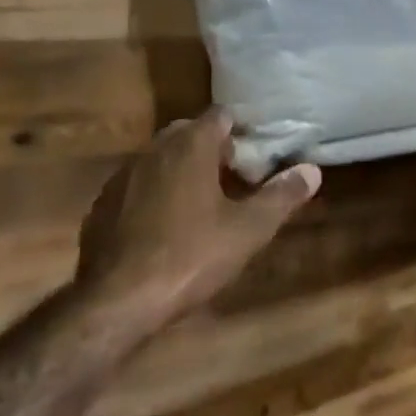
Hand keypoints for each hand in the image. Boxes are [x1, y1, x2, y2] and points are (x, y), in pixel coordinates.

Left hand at [76, 108, 319, 326]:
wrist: (117, 300)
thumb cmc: (191, 256)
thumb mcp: (249, 230)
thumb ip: (282, 196)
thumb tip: (313, 170)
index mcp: (191, 145)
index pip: (221, 115)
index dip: (242, 130)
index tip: (258, 153)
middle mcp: (154, 148)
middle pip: (189, 133)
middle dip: (213, 148)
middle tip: (236, 178)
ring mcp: (123, 175)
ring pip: (161, 158)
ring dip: (183, 170)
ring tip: (203, 203)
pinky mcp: (102, 204)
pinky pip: (138, 185)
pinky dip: (155, 193)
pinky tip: (165, 227)